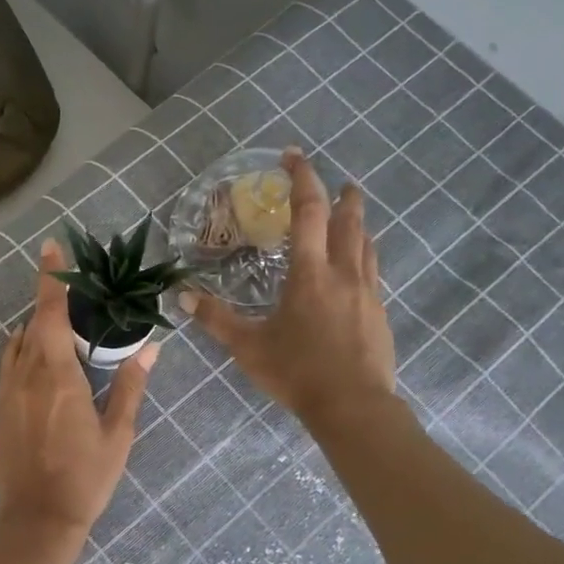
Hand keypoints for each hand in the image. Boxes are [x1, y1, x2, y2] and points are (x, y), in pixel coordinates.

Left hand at [0, 240, 157, 535]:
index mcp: (58, 376)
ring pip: (19, 343)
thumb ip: (131, 387)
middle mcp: (27, 375)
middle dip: (48, 298)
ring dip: (37, 326)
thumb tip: (150, 349)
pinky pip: (9, 364)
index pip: (51, 314)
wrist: (36, 519)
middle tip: (71, 286)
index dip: (51, 279)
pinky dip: (23, 348)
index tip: (51, 247)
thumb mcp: (118, 433)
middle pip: (34, 323)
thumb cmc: (85, 477)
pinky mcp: (0, 409)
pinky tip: (39, 356)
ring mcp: (8, 392)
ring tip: (62, 323)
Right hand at [182, 148, 397, 430]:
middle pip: (349, 221)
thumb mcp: (248, 347)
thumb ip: (216, 319)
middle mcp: (343, 274)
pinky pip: (373, 273)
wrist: (353, 406)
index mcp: (310, 274)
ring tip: (352, 216)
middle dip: (343, 197)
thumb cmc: (297, 372)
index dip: (302, 179)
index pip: (308, 212)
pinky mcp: (380, 314)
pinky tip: (358, 269)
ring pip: (367, 245)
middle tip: (340, 183)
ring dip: (359, 224)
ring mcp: (367, 293)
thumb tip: (184, 295)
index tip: (294, 156)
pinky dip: (364, 256)